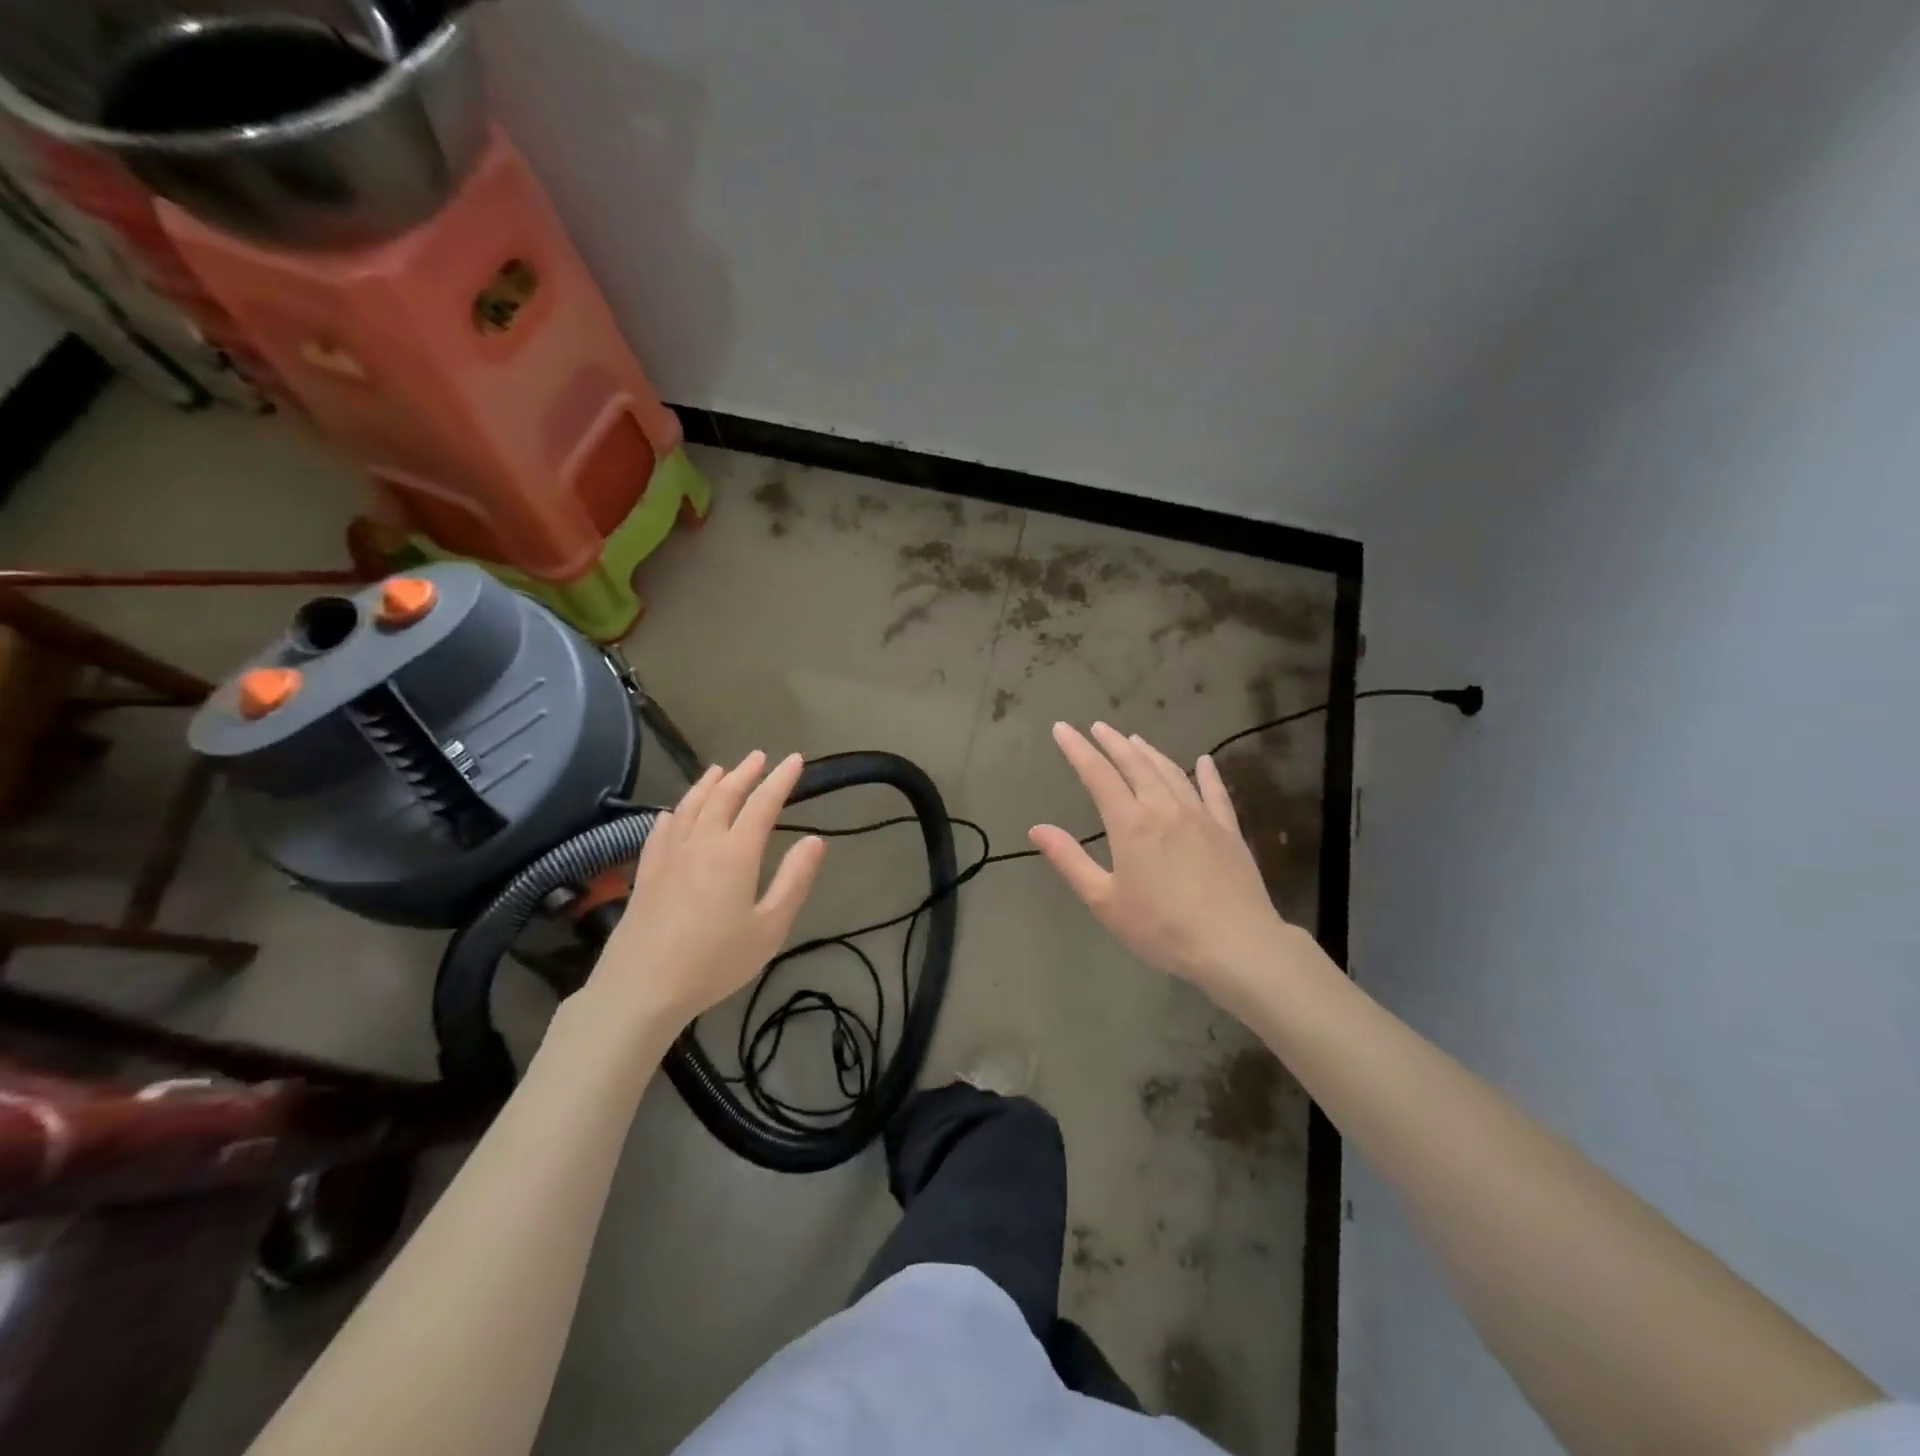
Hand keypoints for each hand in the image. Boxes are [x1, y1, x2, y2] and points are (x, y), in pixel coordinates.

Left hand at [589, 751, 825, 1030]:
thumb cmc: (715, 961)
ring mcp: (668, 856)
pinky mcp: (646, 873)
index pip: (762, 804)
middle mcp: (701, 843)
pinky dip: (673, 814)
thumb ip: (794, 880)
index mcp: (735, 853)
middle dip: (744, 773)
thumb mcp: (769, 927)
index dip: (780, 780)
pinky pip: (661, 831)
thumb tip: (815, 841)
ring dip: (708, 784)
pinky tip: (673, 813)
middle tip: (759, 757)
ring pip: (689, 806)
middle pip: (723, 796)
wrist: (642, 988)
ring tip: (720, 769)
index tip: (795, 760)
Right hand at [1030, 722, 1306, 995]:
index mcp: (1130, 824)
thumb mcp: (1104, 901)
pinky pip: (1216, 793)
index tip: (1062, 728)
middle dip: (1113, 742)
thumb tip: (1037, 829)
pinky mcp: (1229, 831)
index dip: (1077, 749)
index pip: (1098, 775)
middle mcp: (1164, 809)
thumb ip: (1070, 860)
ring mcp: (1201, 817)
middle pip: (1135, 765)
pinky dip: (1208, 774)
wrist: (1236, 945)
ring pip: (1171, 772)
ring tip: (1135, 739)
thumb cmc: (1161, 928)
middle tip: (1098, 726)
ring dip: (1150, 753)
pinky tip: (1204, 761)